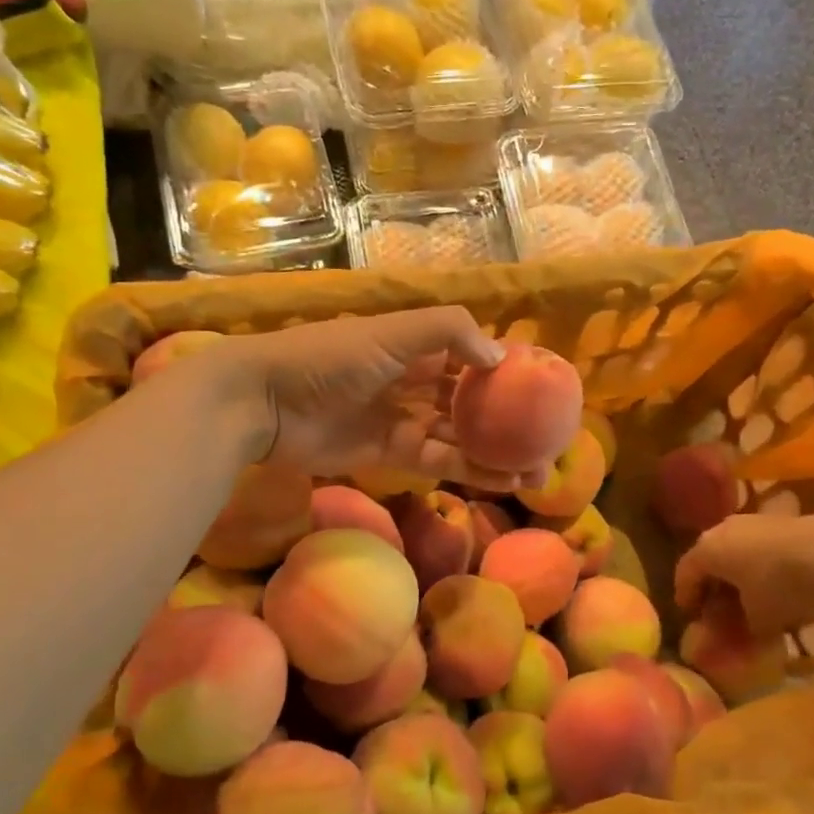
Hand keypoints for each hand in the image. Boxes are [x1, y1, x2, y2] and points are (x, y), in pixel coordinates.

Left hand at [212, 307, 541, 490]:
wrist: (265, 401)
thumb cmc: (329, 357)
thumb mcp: (390, 333)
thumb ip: (447, 333)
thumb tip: (500, 359)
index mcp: (417, 345)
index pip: (472, 356)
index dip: (506, 370)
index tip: (543, 388)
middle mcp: (416, 381)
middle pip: (472, 401)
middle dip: (508, 419)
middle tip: (548, 439)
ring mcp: (405, 420)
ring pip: (461, 437)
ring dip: (497, 453)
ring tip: (537, 470)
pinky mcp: (392, 455)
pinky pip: (440, 462)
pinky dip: (471, 471)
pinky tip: (505, 481)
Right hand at [674, 511, 813, 635]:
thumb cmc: (781, 587)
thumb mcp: (757, 621)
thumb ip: (739, 630)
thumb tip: (733, 638)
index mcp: (707, 550)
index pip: (685, 573)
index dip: (685, 595)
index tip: (689, 614)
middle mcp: (724, 529)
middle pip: (710, 558)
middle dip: (713, 584)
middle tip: (717, 607)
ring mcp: (755, 521)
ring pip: (737, 549)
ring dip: (738, 572)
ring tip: (750, 596)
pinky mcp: (783, 521)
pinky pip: (761, 546)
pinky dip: (761, 564)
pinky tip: (777, 583)